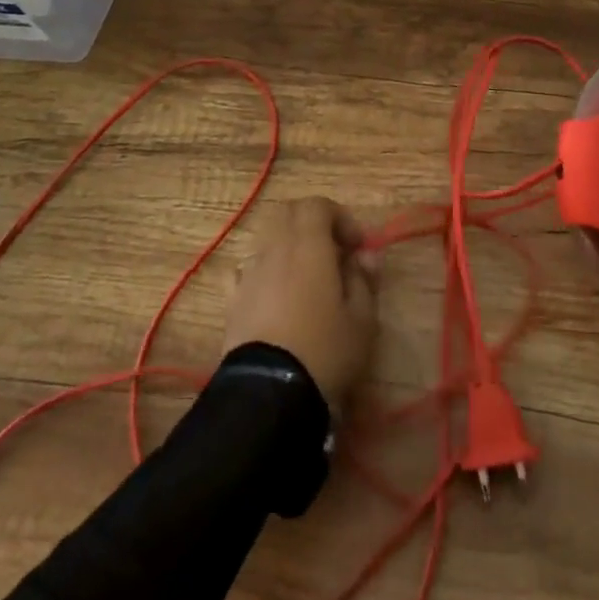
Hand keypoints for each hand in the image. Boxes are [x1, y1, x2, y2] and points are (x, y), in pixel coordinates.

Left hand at [223, 197, 379, 409]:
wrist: (268, 394)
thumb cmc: (325, 350)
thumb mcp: (362, 319)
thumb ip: (364, 280)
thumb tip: (366, 256)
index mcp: (309, 245)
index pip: (318, 205)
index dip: (340, 218)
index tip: (356, 246)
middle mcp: (275, 248)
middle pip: (289, 213)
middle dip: (312, 223)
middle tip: (332, 252)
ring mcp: (250, 272)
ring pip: (267, 239)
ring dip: (288, 246)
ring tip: (305, 278)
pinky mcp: (232, 299)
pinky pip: (247, 269)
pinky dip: (264, 271)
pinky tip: (275, 297)